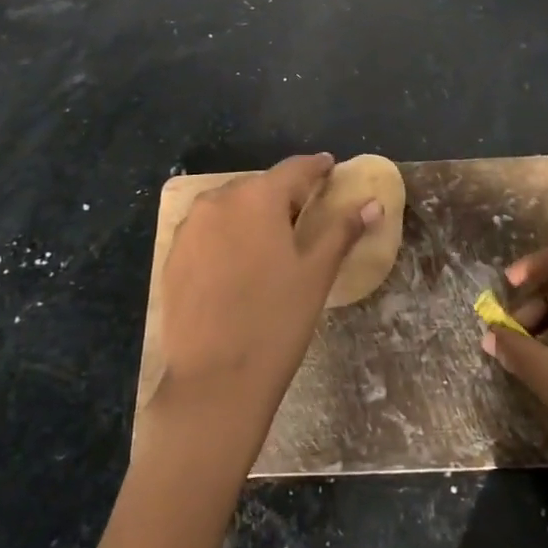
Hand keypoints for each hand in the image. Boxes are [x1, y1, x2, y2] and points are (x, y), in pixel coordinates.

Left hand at [146, 153, 381, 470]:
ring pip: (230, 207)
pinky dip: (227, 235)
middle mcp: (219, 200)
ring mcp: (190, 227)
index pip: (294, 169)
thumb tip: (373, 204)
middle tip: (305, 213)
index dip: (316, 167)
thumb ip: (342, 230)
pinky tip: (239, 263)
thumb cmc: (276, 320)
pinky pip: (207, 230)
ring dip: (253, 214)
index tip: (329, 167)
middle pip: (260, 187)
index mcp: (258, 197)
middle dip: (283, 195)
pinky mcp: (173, 255)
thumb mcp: (317, 272)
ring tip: (272, 240)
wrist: (214, 380)